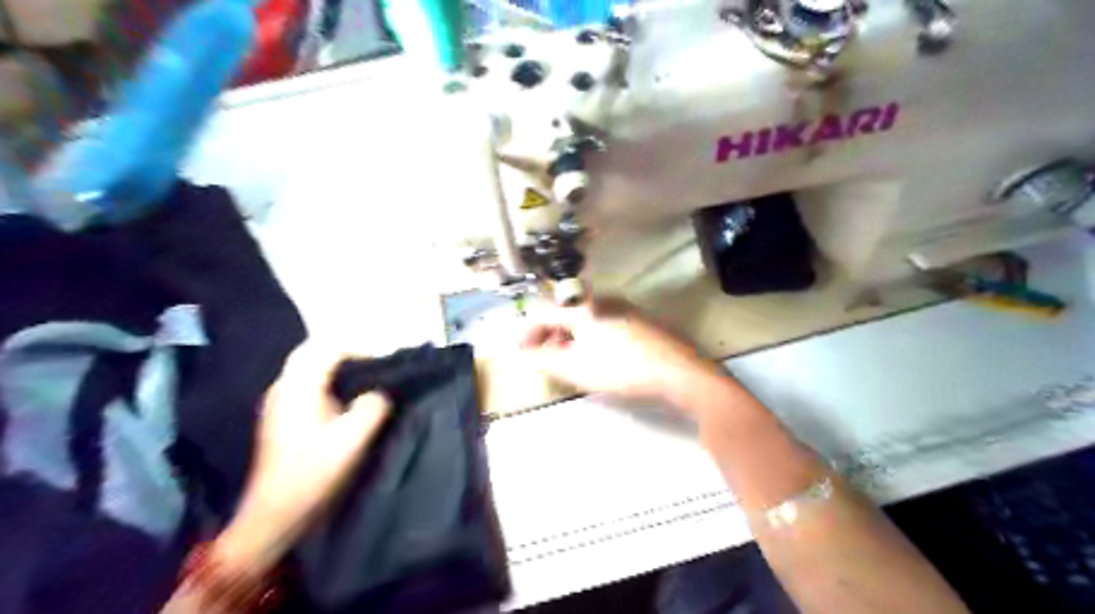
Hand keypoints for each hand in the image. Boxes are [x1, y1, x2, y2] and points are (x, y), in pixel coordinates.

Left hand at [213, 343, 388, 573]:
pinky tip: (345, 399)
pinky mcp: (280, 417)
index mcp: (297, 388)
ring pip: (308, 367)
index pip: (327, 348)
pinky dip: (328, 380)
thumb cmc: (313, 475)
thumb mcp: (352, 440)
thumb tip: (379, 393)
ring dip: (336, 365)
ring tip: (365, 377)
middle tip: (376, 364)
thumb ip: (373, 407)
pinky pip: (306, 383)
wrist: (273, 515)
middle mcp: (283, 388)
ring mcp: (277, 402)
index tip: (384, 360)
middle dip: (346, 351)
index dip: (359, 347)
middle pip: (313, 352)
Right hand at [518, 298, 724, 410]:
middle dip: (551, 338)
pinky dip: (592, 341)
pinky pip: (605, 326)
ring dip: (571, 341)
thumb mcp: (576, 368)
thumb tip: (524, 352)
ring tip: (572, 365)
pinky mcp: (641, 321)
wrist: (680, 372)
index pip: (544, 313)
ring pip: (586, 321)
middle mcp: (603, 300)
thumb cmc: (622, 368)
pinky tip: (600, 361)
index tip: (525, 356)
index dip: (529, 334)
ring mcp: (625, 309)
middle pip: (565, 315)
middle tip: (548, 362)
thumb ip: (543, 359)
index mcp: (584, 307)